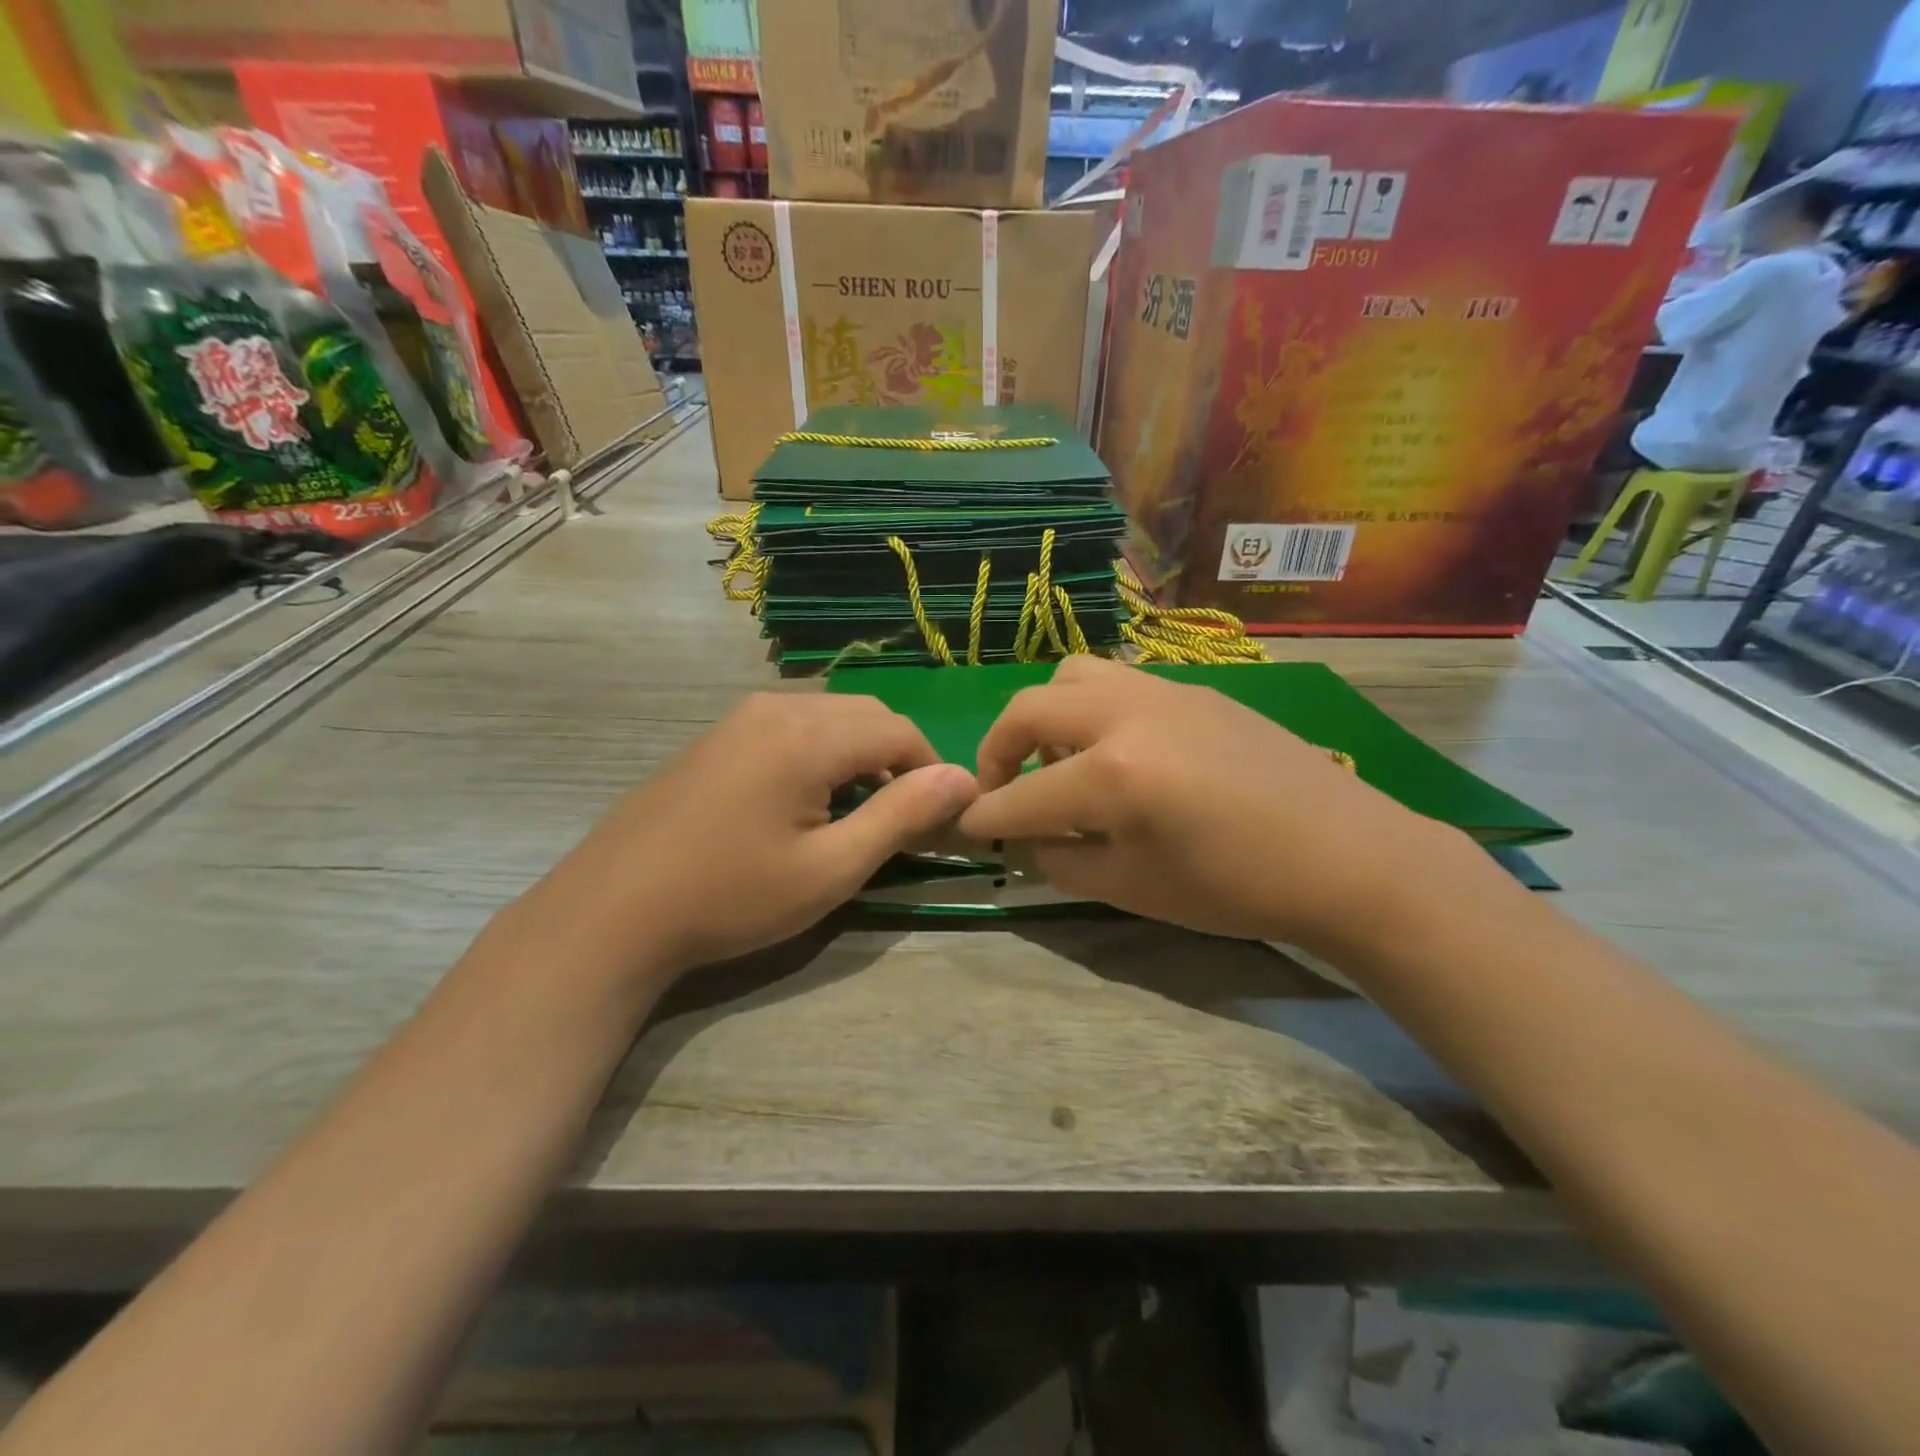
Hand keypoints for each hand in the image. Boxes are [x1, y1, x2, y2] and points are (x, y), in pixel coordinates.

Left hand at [534, 692, 977, 979]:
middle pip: (866, 714)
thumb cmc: (732, 896)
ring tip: (857, 811)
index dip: (932, 769)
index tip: (941, 817)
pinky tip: (805, 800)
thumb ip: (901, 815)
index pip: (899, 730)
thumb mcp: (831, 868)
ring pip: (829, 716)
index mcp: (808, 734)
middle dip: (898, 758)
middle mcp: (776, 707)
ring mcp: (740, 718)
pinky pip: (792, 726)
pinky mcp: (718, 736)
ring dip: (860, 753)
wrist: (613, 911)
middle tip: (902, 818)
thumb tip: (963, 778)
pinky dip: (822, 752)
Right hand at [957, 656, 1454, 951]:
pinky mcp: (1195, 689)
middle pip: (1030, 709)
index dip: (986, 817)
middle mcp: (1127, 715)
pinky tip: (1120, 753)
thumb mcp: (1135, 888)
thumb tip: (1030, 841)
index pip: (1021, 796)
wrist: (1348, 855)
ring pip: (1073, 676)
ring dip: (1048, 716)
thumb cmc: (1238, 887)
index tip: (968, 828)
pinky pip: (1120, 682)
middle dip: (999, 749)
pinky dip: (1093, 711)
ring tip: (1063, 761)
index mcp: (1112, 774)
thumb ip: (1064, 860)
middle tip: (1005, 789)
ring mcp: (1164, 692)